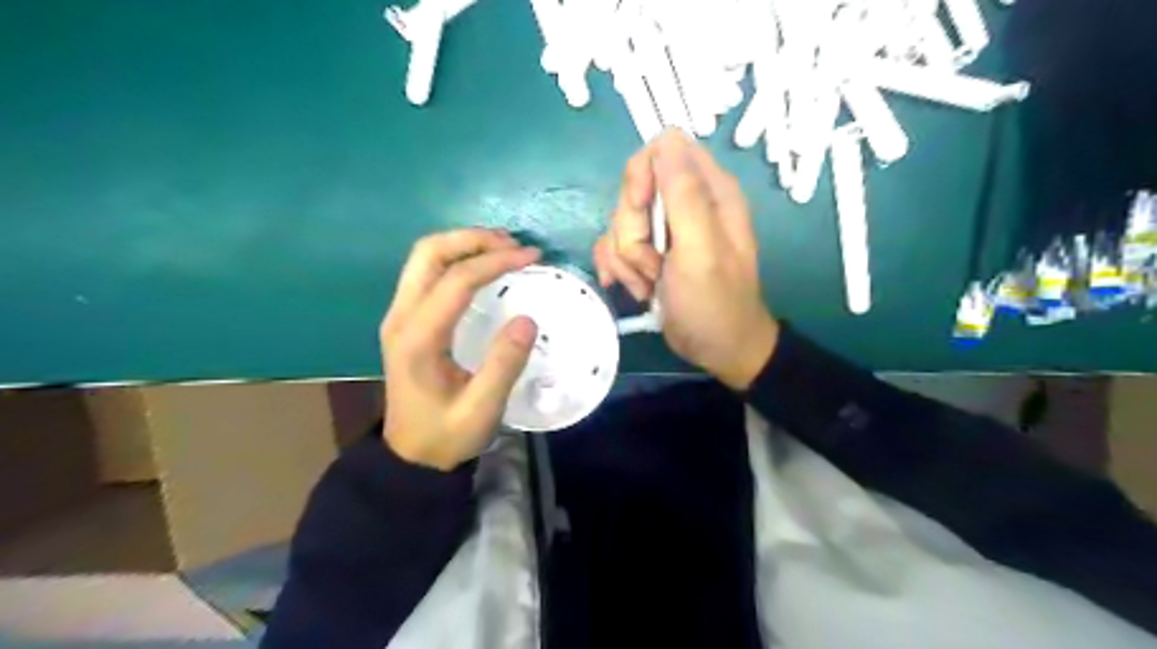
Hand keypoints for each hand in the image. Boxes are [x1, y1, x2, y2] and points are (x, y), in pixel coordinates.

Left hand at [384, 228, 539, 471]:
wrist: (411, 456)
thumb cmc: (447, 435)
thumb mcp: (482, 409)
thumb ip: (504, 365)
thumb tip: (528, 319)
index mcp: (418, 338)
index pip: (456, 280)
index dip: (495, 261)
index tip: (532, 257)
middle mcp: (401, 317)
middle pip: (428, 253)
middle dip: (473, 239)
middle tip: (514, 244)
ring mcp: (399, 315)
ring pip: (424, 258)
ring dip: (463, 244)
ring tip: (503, 248)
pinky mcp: (405, 319)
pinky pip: (426, 272)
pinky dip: (456, 259)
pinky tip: (482, 266)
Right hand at [595, 130, 776, 388]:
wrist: (718, 349)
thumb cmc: (715, 302)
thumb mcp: (701, 249)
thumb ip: (684, 195)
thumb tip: (666, 138)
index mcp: (709, 191)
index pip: (662, 150)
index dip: (643, 178)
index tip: (644, 212)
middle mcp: (686, 203)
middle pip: (634, 190)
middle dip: (633, 230)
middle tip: (655, 261)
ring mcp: (665, 230)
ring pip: (620, 222)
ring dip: (628, 258)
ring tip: (653, 282)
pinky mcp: (649, 252)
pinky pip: (614, 245)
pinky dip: (619, 268)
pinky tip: (638, 289)